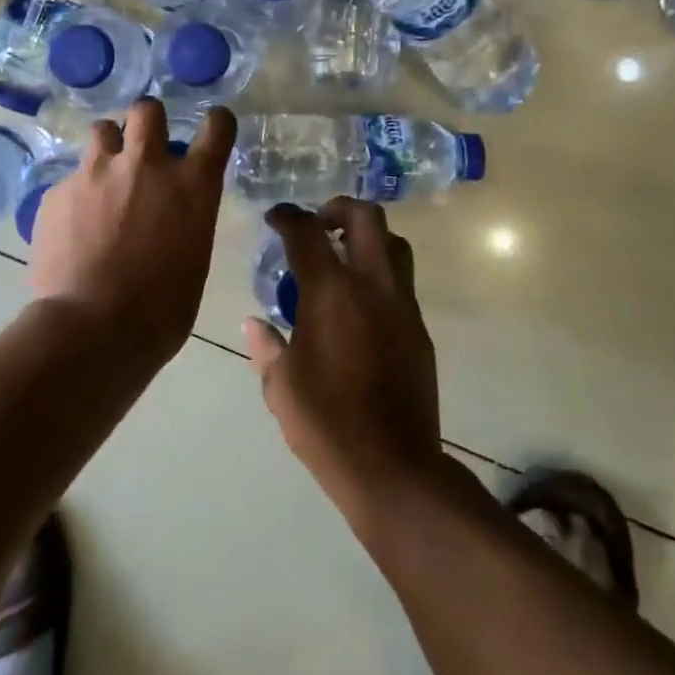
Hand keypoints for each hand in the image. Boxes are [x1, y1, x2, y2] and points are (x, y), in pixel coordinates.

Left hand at [30, 99, 235, 352]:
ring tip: (104, 181)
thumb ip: (186, 219)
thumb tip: (171, 214)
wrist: (93, 330)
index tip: (211, 130)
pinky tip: (73, 228)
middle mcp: (146, 164)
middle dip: (147, 122)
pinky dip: (76, 195)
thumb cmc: (162, 309)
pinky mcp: (57, 192)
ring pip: (102, 131)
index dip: (216, 124)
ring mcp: (96, 172)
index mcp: (192, 184)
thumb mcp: (193, 257)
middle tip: (143, 149)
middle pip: (147, 109)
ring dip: (108, 149)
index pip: (217, 127)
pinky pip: (71, 179)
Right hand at [244, 199, 447, 525]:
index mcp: (331, 293)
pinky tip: (359, 305)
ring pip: (395, 244)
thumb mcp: (281, 385)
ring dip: (368, 237)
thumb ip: (267, 346)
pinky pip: (402, 283)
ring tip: (342, 256)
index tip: (275, 217)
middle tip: (317, 223)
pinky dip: (380, 275)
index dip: (288, 216)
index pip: (307, 232)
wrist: (393, 467)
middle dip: (338, 207)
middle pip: (366, 217)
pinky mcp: (419, 330)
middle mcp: (372, 287)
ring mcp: (403, 306)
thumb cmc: (326, 424)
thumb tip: (255, 324)